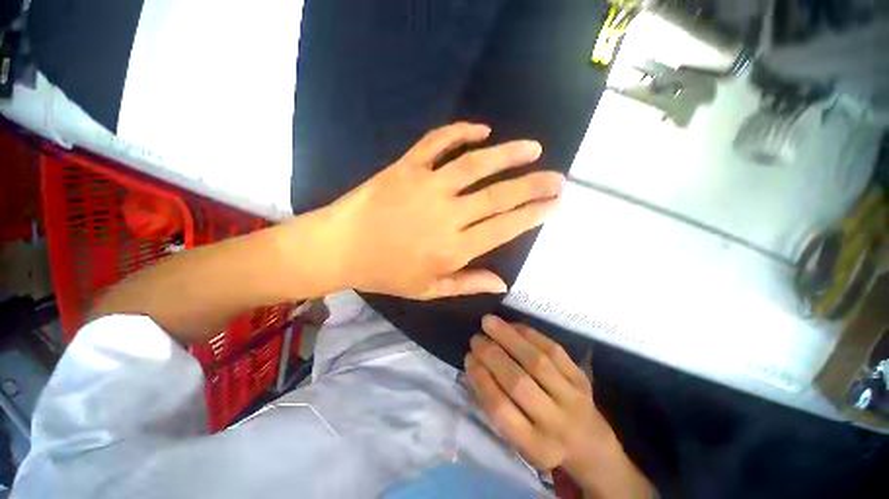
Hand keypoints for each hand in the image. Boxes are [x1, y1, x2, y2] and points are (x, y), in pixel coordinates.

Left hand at [321, 122, 563, 299]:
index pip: (505, 227)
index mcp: (454, 249)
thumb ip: (467, 284)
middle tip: (557, 177)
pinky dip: (460, 132)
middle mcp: (447, 215)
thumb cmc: (385, 273)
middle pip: (499, 196)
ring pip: (476, 165)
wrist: (341, 248)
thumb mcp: (428, 290)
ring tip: (533, 148)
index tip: (555, 204)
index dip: (533, 214)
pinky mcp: (406, 167)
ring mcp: (427, 186)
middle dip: (534, 185)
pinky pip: (437, 143)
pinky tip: (481, 130)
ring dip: (508, 154)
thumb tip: (502, 283)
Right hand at [466, 316, 653, 498]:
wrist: (590, 442)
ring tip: (488, 322)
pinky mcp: (581, 377)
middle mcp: (556, 423)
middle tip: (475, 338)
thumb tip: (474, 368)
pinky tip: (513, 325)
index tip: (468, 358)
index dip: (482, 380)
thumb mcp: (519, 439)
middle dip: (492, 355)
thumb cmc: (544, 439)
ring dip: (509, 337)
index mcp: (535, 446)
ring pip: (536, 361)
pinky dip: (530, 334)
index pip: (502, 409)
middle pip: (519, 383)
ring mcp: (573, 397)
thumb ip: (495, 406)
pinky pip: (553, 349)